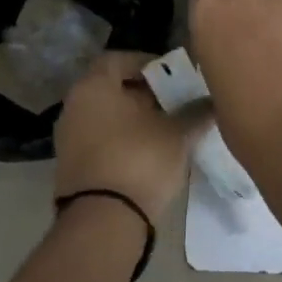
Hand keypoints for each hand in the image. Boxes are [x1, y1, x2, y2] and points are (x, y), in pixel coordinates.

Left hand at [53, 51, 208, 222]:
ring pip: (106, 116)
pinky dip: (122, 140)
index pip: (118, 59)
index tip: (172, 75)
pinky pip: (100, 140)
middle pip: (111, 88)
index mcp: (93, 87)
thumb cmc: (140, 160)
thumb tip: (213, 101)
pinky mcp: (71, 167)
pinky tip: (149, 153)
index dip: (147, 63)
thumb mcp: (178, 133)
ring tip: (167, 129)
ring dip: (134, 119)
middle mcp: (74, 106)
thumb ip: (196, 112)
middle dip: (144, 93)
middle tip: (175, 102)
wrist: (103, 222)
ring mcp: (68, 138)